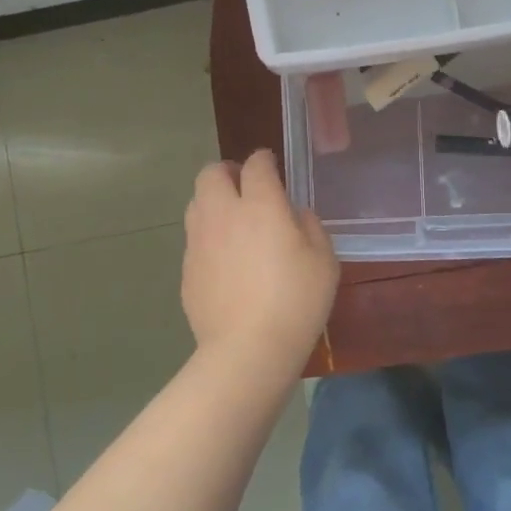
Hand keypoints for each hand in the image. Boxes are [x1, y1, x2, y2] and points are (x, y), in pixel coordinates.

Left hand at [181, 150, 339, 377]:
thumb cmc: (296, 301)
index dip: (264, 161)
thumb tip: (293, 215)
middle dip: (228, 172)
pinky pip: (195, 239)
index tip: (271, 167)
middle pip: (211, 173)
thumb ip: (310, 226)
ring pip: (196, 202)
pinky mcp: (187, 269)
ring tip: (232, 221)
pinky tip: (225, 261)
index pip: (256, 164)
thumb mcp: (324, 261)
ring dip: (213, 201)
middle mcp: (223, 214)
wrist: (247, 350)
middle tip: (245, 188)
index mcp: (260, 205)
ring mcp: (199, 242)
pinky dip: (208, 237)